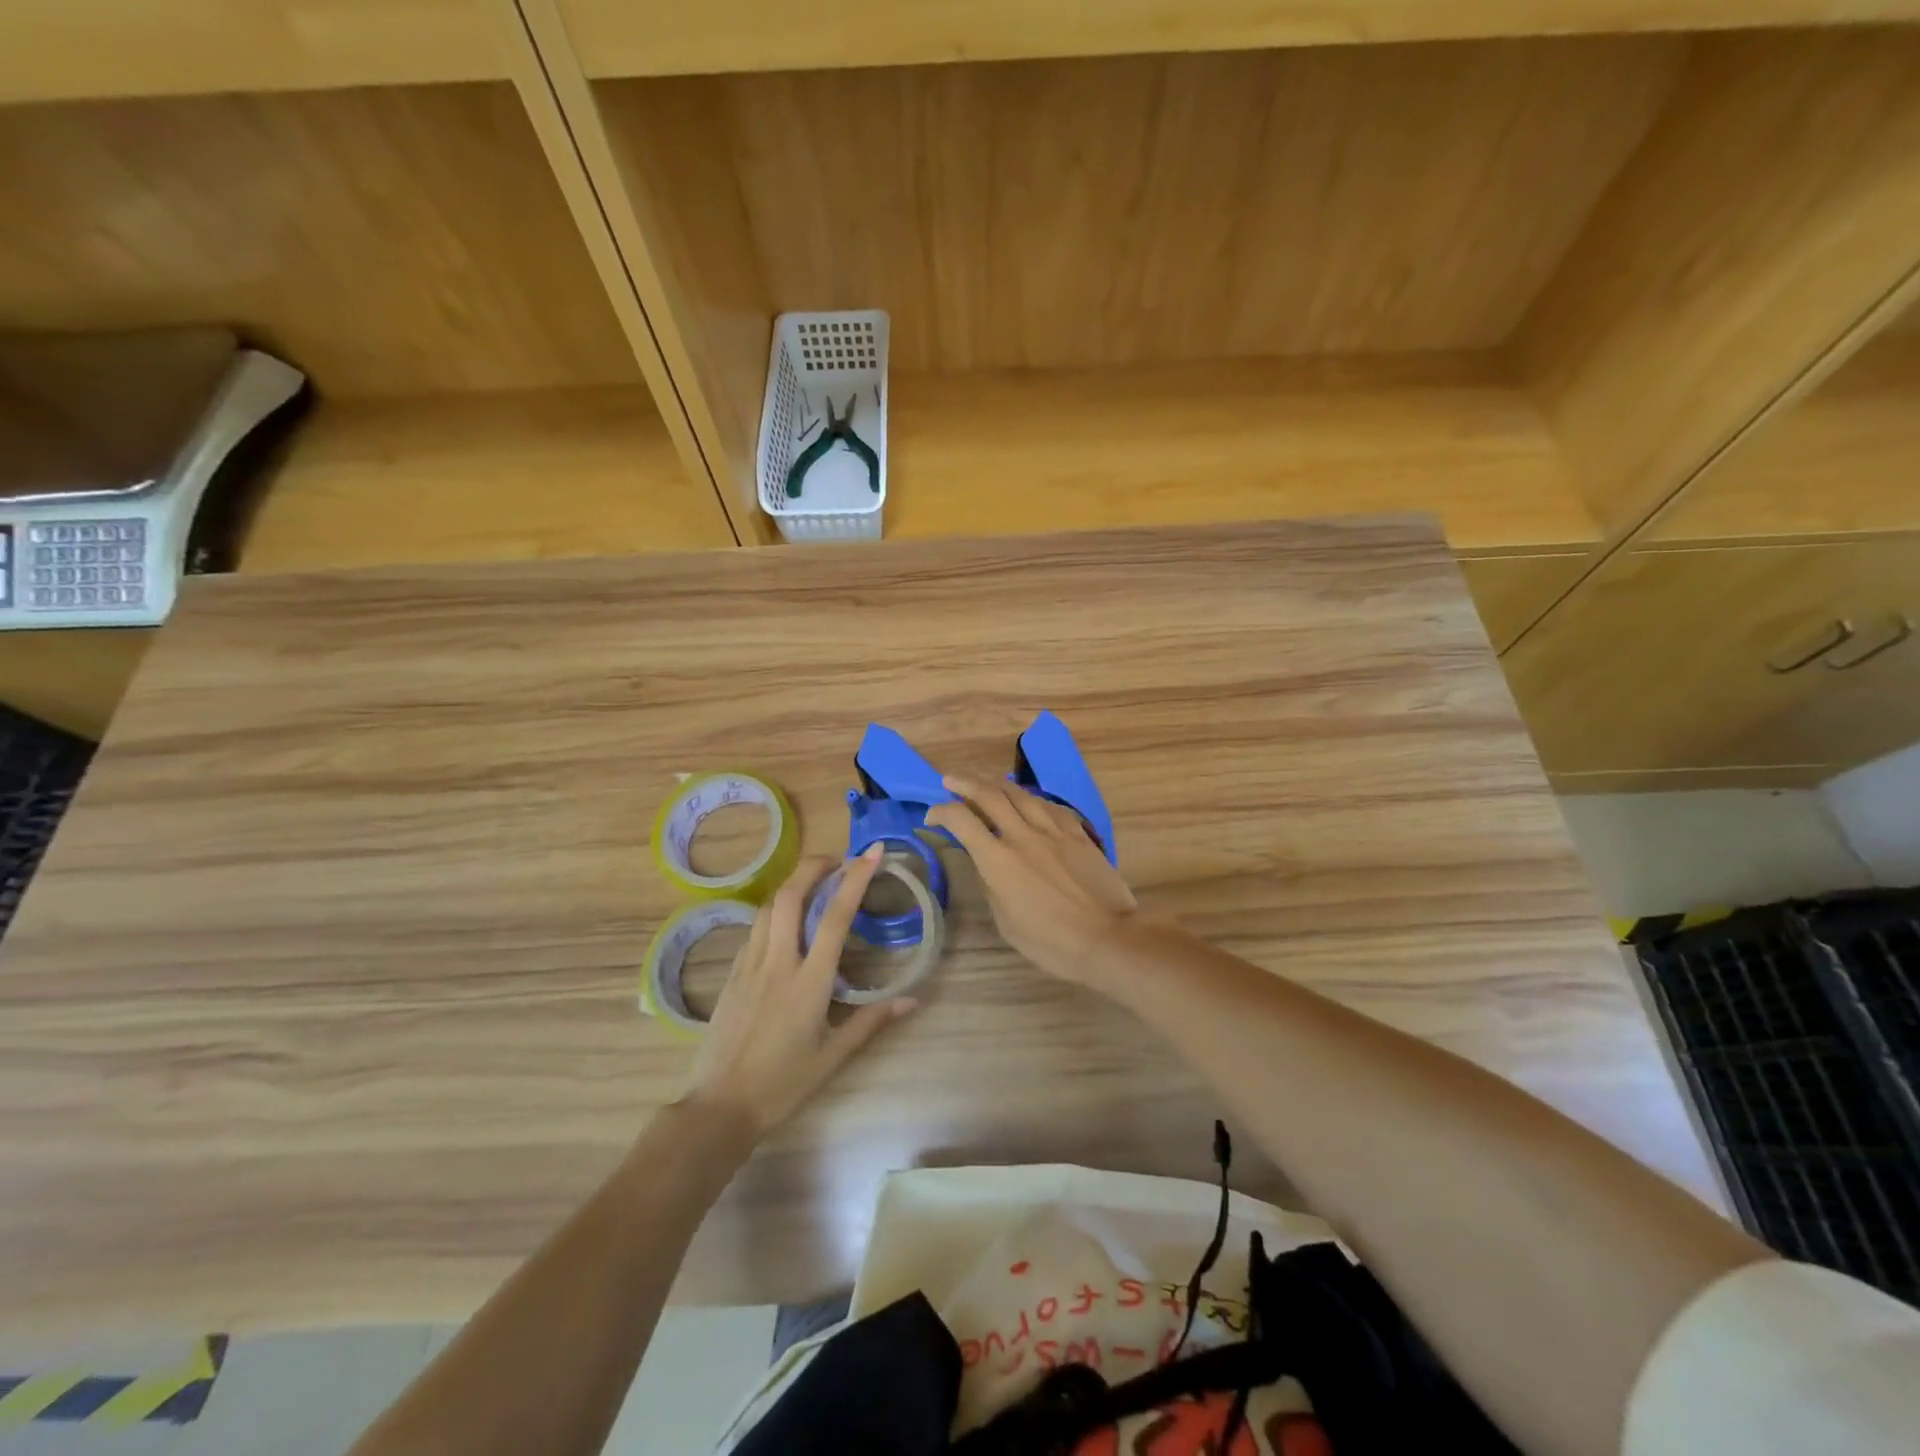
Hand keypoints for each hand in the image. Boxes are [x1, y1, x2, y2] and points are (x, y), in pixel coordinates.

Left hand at [680, 847, 913, 1137]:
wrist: (719, 1107)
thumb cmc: (782, 1085)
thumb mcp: (834, 1057)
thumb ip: (872, 1021)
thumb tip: (912, 999)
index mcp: (809, 982)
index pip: (835, 917)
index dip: (855, 879)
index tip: (871, 853)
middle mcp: (777, 963)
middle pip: (790, 896)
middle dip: (813, 866)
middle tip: (837, 860)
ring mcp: (749, 966)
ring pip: (767, 907)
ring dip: (792, 885)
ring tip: (814, 882)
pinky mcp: (732, 975)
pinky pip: (754, 930)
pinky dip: (773, 912)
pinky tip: (784, 922)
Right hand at [926, 774, 1139, 989]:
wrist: (1106, 938)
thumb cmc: (1051, 942)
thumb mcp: (1006, 923)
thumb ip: (992, 888)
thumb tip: (987, 867)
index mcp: (998, 861)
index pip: (962, 821)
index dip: (941, 811)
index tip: (932, 816)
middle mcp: (1023, 836)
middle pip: (989, 795)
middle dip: (964, 783)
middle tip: (949, 780)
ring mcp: (1053, 832)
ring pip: (1021, 794)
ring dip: (997, 784)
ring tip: (985, 782)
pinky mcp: (1078, 834)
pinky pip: (1051, 806)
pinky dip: (1033, 799)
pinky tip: (1029, 800)